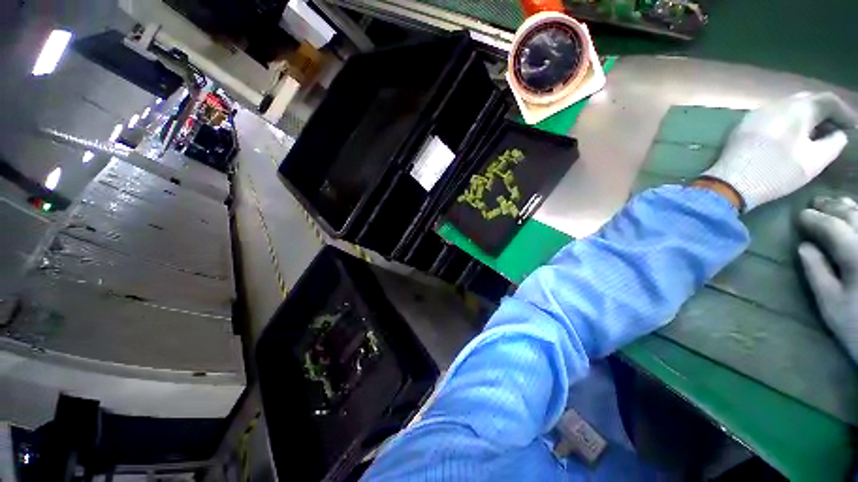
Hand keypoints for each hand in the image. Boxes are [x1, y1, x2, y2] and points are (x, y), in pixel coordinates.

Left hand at [702, 92, 856, 211]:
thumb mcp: (815, 160)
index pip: (827, 100)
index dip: (844, 112)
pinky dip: (788, 121)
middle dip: (825, 113)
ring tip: (816, 133)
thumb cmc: (776, 173)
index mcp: (797, 108)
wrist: (729, 183)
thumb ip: (833, 143)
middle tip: (836, 129)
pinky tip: (792, 136)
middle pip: (807, 100)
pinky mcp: (744, 125)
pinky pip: (773, 116)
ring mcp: (757, 113)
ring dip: (806, 116)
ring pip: (789, 107)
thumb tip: (839, 133)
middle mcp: (776, 104)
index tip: (853, 127)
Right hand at [798, 196, 857, 362]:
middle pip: (852, 214)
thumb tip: (804, 247)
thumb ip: (817, 273)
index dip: (813, 219)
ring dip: (849, 207)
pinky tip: (857, 215)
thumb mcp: (832, 305)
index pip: (831, 227)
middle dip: (832, 207)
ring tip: (836, 204)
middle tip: (816, 203)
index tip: (799, 216)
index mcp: (855, 254)